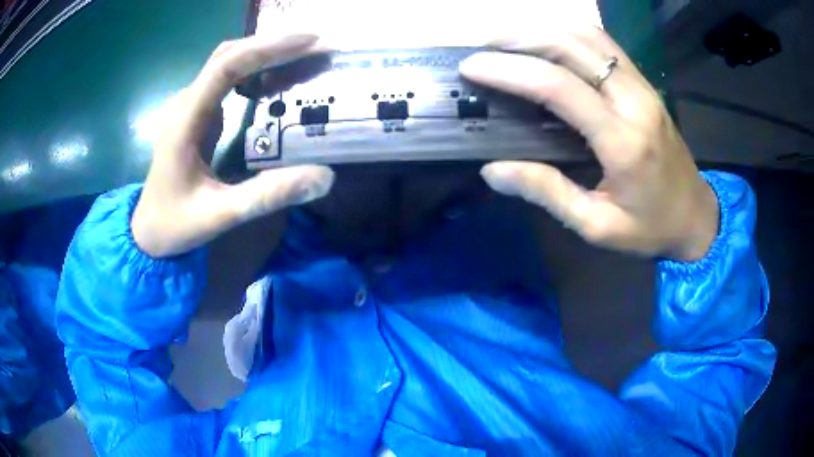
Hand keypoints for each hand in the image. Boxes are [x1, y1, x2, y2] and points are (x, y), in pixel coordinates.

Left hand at [131, 34, 334, 257]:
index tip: (310, 42)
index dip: (267, 49)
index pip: (226, 67)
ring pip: (228, 62)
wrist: (148, 231)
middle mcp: (186, 103)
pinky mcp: (197, 114)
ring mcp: (190, 106)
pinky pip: (227, 79)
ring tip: (305, 57)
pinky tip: (278, 79)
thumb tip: (325, 178)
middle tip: (317, 47)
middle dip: (273, 44)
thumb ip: (267, 196)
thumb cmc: (176, 224)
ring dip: (266, 54)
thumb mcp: (221, 215)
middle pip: (229, 54)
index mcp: (185, 121)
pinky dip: (256, 70)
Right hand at [460, 27, 717, 261]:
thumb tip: (493, 169)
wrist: (696, 216)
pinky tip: (547, 44)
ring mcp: (643, 87)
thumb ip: (548, 193)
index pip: (559, 87)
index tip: (472, 67)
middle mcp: (634, 102)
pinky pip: (604, 44)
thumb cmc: (650, 228)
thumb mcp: (598, 226)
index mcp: (623, 142)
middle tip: (484, 49)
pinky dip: (568, 34)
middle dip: (520, 38)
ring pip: (588, 36)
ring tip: (508, 42)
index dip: (510, 71)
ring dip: (543, 30)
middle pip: (571, 45)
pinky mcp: (645, 83)